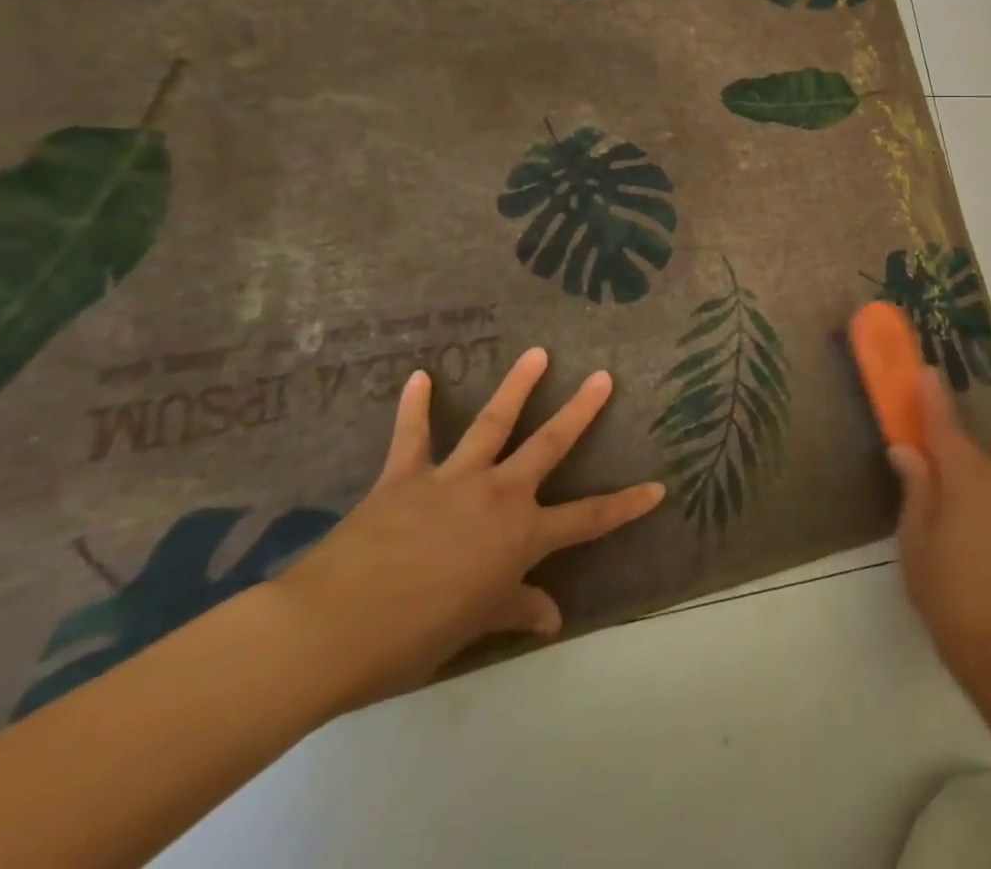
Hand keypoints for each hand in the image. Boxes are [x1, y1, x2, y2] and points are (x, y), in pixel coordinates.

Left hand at [271, 346, 664, 710]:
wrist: (332, 630)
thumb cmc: (413, 638)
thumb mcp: (475, 626)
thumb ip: (516, 610)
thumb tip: (552, 619)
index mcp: (521, 536)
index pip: (589, 519)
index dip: (626, 505)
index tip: (658, 488)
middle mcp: (498, 495)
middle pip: (549, 445)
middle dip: (580, 411)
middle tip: (602, 377)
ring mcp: (453, 479)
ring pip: (493, 423)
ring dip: (517, 386)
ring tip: (537, 353)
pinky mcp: (404, 477)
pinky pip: (412, 436)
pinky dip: (416, 407)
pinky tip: (420, 377)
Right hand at [888, 369, 990, 689]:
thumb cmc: (945, 590)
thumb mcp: (916, 539)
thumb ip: (915, 487)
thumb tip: (907, 450)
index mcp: (964, 482)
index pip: (945, 430)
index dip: (934, 400)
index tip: (928, 371)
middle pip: (967, 453)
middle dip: (946, 441)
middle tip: (924, 437)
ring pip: (986, 480)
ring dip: (964, 476)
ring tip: (943, 492)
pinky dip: (983, 507)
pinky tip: (971, 534)